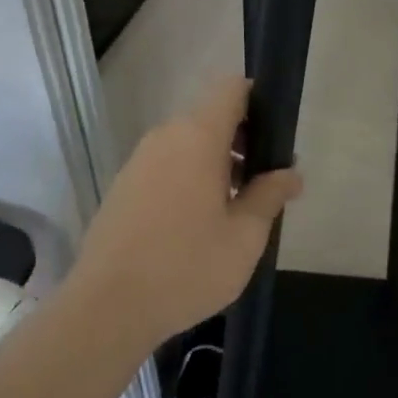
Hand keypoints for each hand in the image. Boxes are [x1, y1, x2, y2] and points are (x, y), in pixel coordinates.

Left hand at [70, 76, 302, 348]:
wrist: (107, 307)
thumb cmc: (186, 266)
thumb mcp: (244, 237)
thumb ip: (270, 196)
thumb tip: (291, 173)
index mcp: (198, 136)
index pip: (231, 89)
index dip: (257, 101)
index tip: (275, 137)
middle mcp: (165, 136)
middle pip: (211, 117)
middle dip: (241, 141)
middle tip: (262, 184)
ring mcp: (139, 160)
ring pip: (187, 144)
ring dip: (215, 163)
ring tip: (233, 210)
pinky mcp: (123, 186)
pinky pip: (166, 165)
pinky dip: (188, 178)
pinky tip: (196, 225)